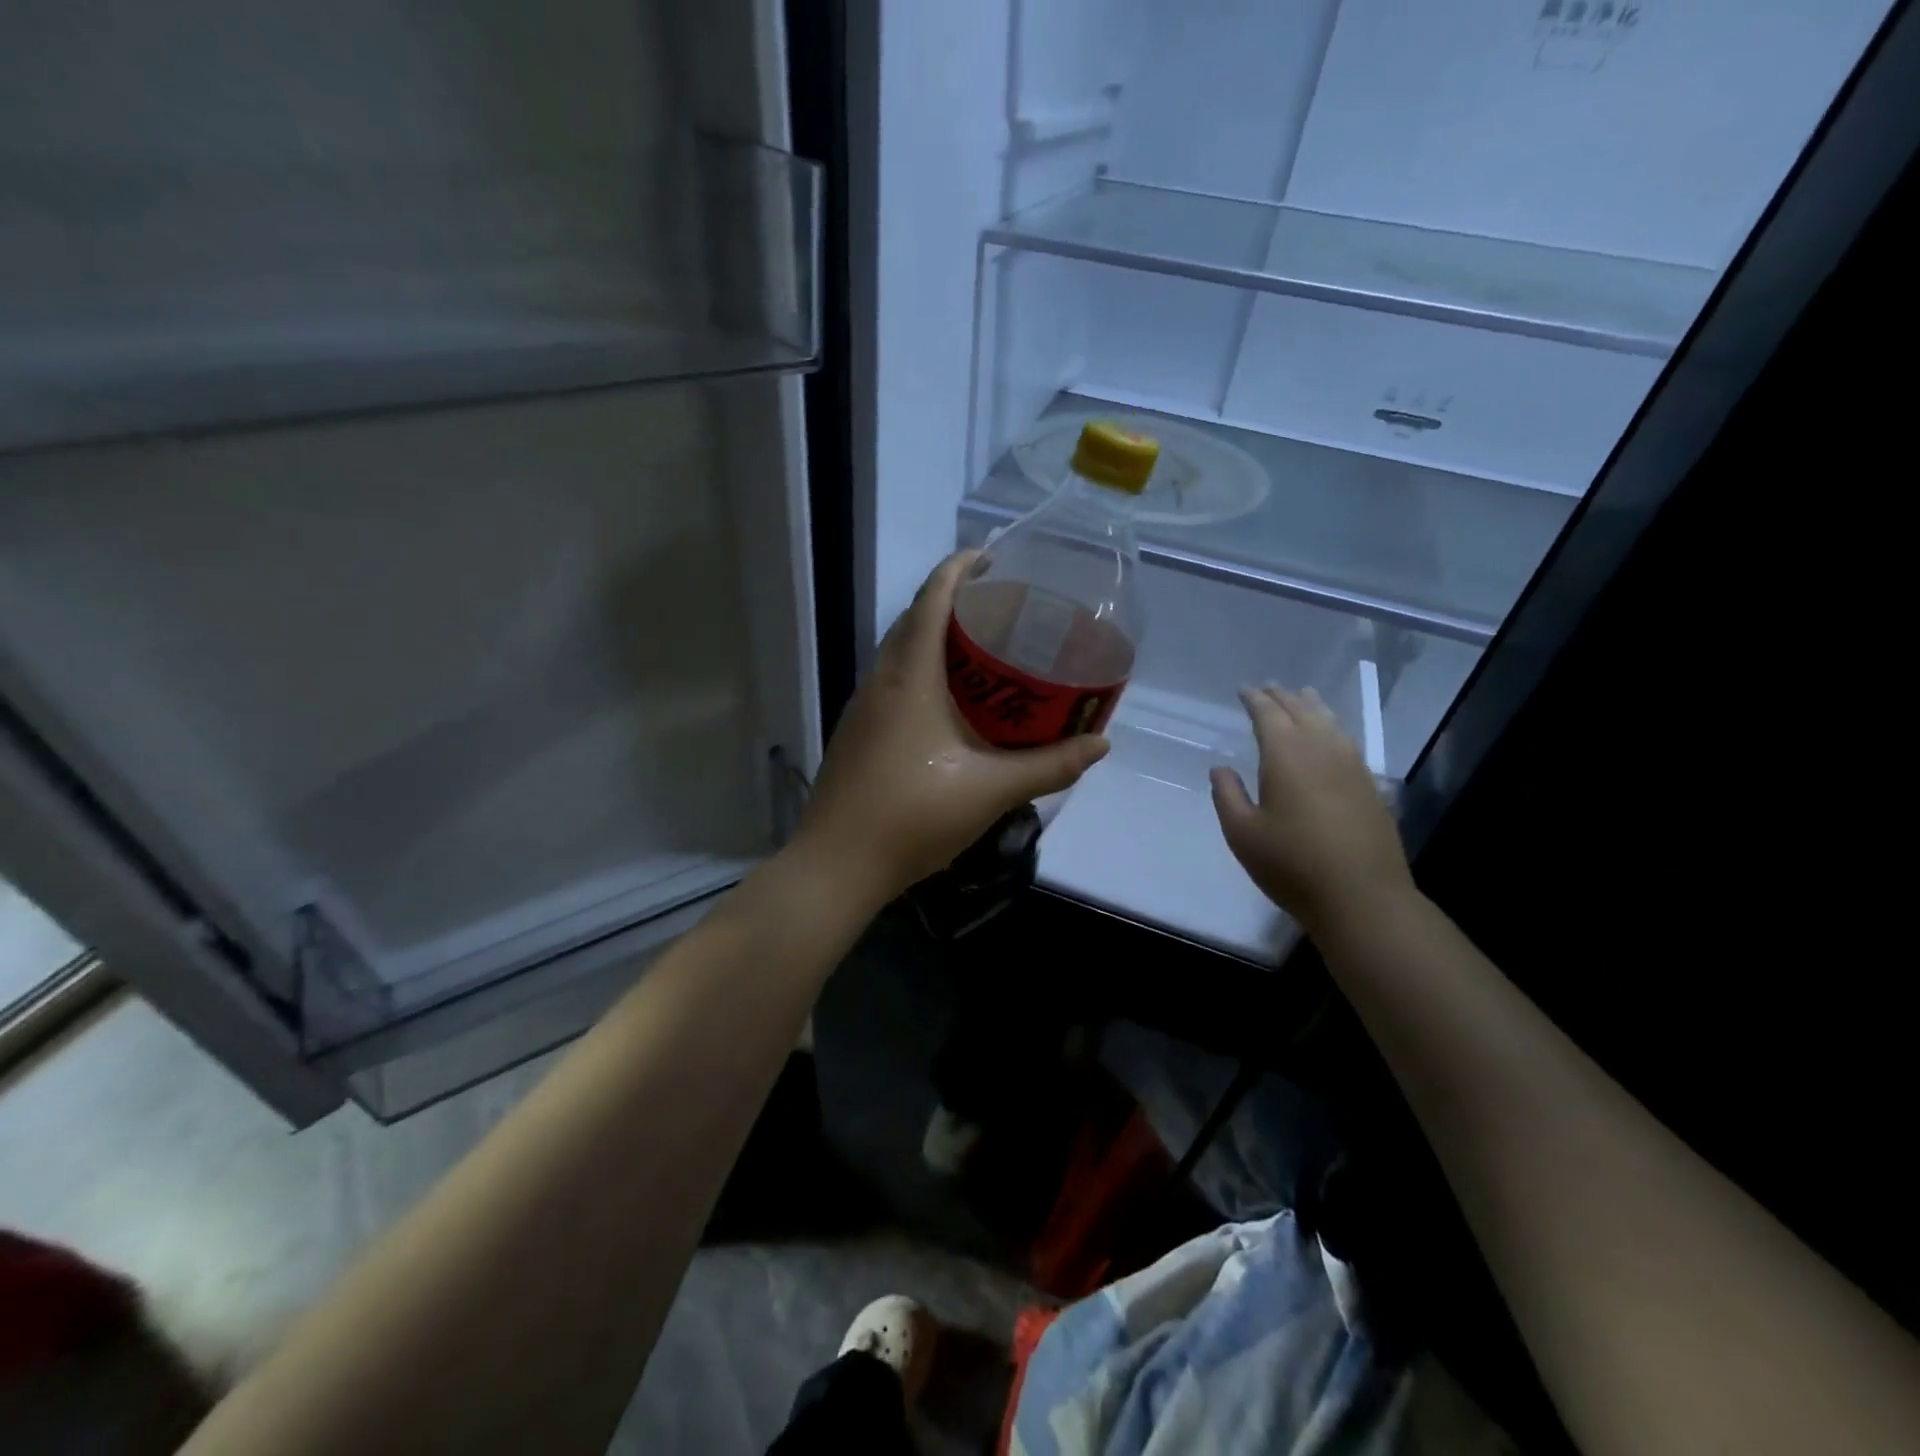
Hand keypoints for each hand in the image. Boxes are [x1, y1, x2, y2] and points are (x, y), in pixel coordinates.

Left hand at [793, 551, 1109, 904]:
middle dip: (955, 601)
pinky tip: (952, 703)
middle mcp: (881, 681)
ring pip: (901, 652)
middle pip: (915, 619)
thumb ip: (1049, 766)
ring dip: (937, 638)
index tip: (995, 557)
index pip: (931, 599)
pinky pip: (895, 682)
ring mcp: (864, 707)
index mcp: (909, 677)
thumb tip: (1100, 743)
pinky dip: (924, 672)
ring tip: (985, 650)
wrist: (836, 865)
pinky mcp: (859, 733)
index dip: (960, 568)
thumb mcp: (990, 791)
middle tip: (1004, 608)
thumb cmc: (911, 817)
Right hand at [1210, 685, 1413, 935]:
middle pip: (1302, 712)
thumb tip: (1221, 768)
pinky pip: (1348, 742)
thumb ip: (1228, 795)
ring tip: (1304, 695)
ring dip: (1313, 706)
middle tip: (1269, 687)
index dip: (1255, 699)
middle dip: (1283, 697)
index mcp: (1286, 756)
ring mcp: (1351, 767)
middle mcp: (1321, 751)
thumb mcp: (1242, 833)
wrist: (1361, 897)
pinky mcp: (1370, 787)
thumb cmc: (1291, 864)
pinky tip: (1332, 735)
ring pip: (1330, 723)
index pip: (1269, 715)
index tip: (1244, 689)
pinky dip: (1333, 728)